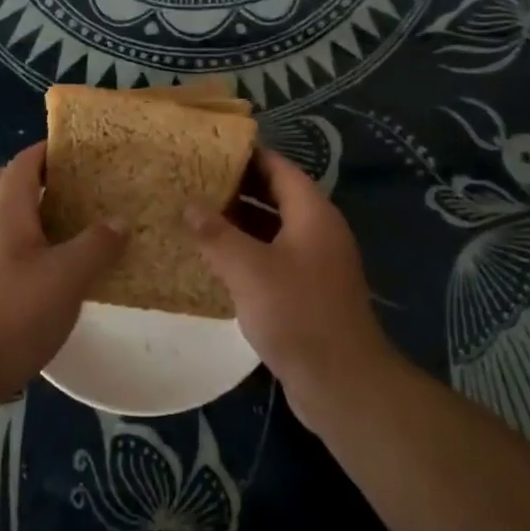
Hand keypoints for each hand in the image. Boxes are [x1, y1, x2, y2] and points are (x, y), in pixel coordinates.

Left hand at [0, 142, 126, 394]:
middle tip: (59, 187)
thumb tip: (119, 220)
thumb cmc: (14, 314)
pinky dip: (15, 245)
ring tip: (57, 227)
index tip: (77, 151)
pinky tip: (42, 269)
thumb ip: (96, 246)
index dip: (46, 151)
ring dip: (18, 212)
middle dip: (25, 177)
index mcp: (5, 211)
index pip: (23, 164)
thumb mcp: (68, 278)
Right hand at [185, 149, 397, 426]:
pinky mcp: (308, 292)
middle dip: (236, 187)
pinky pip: (273, 258)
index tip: (209, 148)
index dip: (246, 155)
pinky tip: (214, 260)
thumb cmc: (296, 313)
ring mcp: (315, 263)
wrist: (341, 382)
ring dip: (238, 222)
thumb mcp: (249, 269)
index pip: (278, 168)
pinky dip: (246, 252)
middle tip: (193, 180)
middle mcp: (318, 231)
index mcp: (312, 213)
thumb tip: (188, 205)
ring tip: (195, 215)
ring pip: (272, 229)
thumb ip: (216, 234)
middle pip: (276, 196)